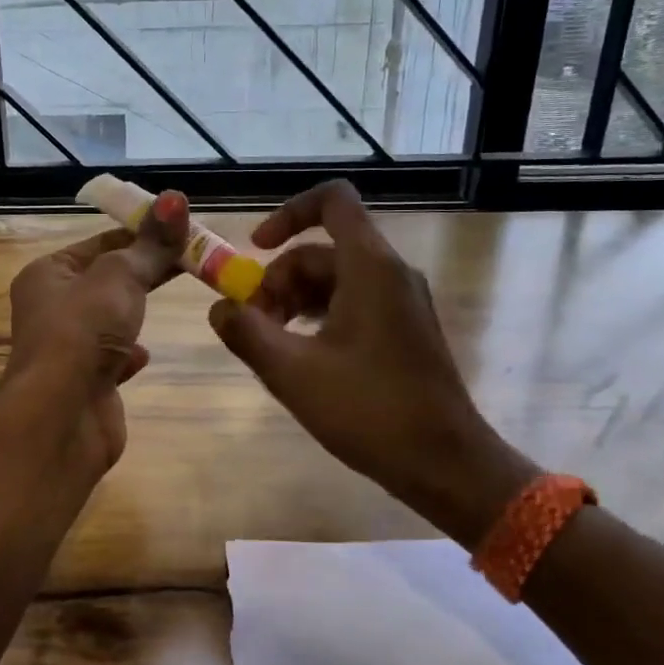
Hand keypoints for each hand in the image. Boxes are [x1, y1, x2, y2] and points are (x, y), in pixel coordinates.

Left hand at [1, 190, 190, 470]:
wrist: (62, 416)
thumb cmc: (83, 332)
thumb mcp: (120, 277)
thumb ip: (150, 244)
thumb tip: (175, 197)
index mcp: (48, 274)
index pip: (101, 243)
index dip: (141, 233)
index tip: (183, 230)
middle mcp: (51, 308)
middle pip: (107, 280)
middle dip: (146, 272)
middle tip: (194, 260)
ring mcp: (67, 349)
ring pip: (109, 320)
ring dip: (135, 313)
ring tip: (173, 301)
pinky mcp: (85, 384)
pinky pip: (111, 360)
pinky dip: (128, 355)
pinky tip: (144, 356)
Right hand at [207, 181, 538, 544]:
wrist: (444, 463)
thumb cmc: (369, 410)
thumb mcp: (292, 372)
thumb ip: (246, 332)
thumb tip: (219, 308)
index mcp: (370, 267)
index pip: (332, 201)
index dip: (288, 214)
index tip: (256, 248)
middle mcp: (391, 273)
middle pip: (323, 251)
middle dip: (279, 280)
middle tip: (253, 326)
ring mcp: (402, 302)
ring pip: (336, 280)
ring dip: (295, 302)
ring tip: (271, 346)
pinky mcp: (404, 330)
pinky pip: (353, 304)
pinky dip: (319, 317)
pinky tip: (300, 357)